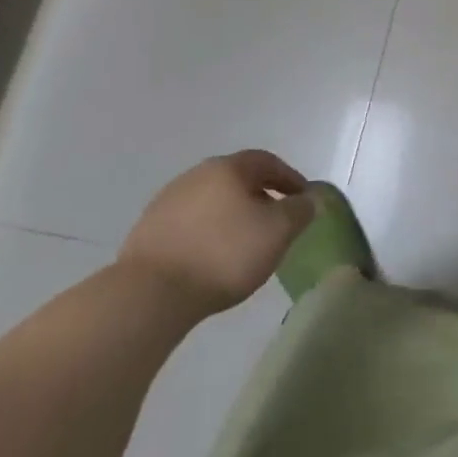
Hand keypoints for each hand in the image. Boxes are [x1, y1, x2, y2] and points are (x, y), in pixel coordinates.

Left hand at [118, 152, 315, 316]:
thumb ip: (301, 210)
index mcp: (228, 168)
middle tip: (277, 221)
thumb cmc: (225, 254)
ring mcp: (167, 202)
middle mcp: (196, 175)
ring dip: (232, 215)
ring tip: (245, 243)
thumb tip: (310, 198)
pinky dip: (208, 233)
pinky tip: (212, 257)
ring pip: (212, 201)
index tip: (303, 200)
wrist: (151, 294)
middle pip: (237, 179)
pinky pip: (190, 223)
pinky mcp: (148, 231)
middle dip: (261, 196)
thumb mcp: (279, 231)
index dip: (290, 178)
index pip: (267, 162)